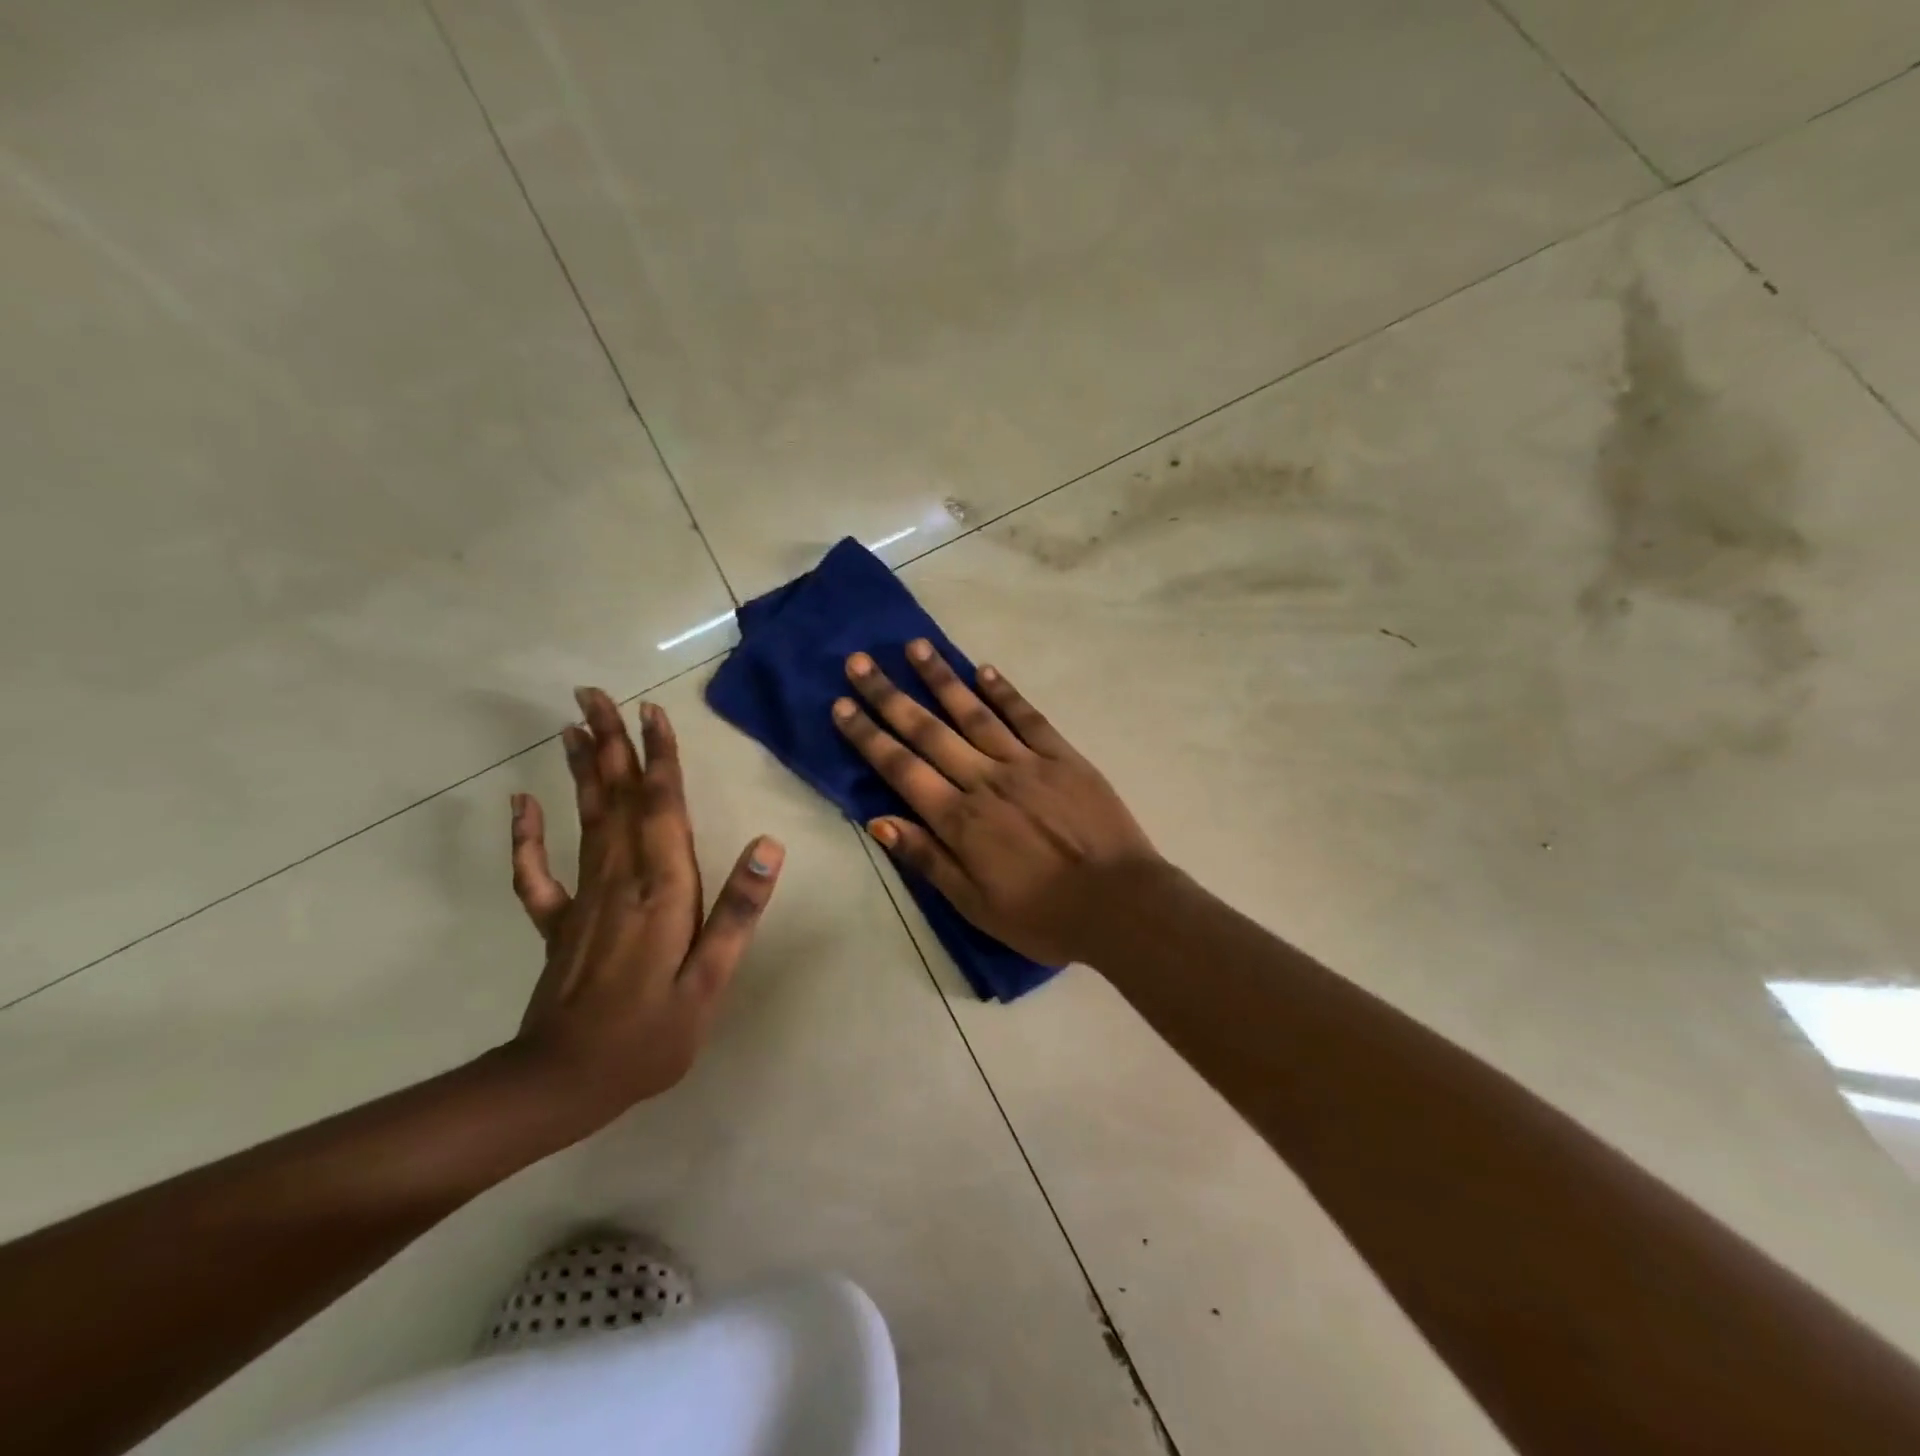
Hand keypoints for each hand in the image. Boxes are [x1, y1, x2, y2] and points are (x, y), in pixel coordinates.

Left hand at [506, 688, 782, 1132]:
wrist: (564, 1084)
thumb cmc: (650, 1035)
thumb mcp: (709, 980)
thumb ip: (737, 911)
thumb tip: (769, 846)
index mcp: (661, 889)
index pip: (662, 807)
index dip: (659, 757)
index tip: (651, 711)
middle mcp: (620, 879)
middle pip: (618, 798)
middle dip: (609, 743)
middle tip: (594, 693)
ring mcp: (583, 898)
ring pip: (585, 820)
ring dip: (580, 770)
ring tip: (570, 726)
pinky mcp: (559, 922)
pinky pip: (537, 871)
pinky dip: (527, 834)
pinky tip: (522, 803)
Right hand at [832, 642, 1161, 965]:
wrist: (1119, 904)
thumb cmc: (1042, 915)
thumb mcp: (974, 904)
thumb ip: (927, 859)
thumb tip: (878, 821)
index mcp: (959, 819)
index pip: (901, 768)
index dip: (868, 736)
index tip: (841, 705)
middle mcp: (984, 780)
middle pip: (928, 730)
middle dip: (890, 695)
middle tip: (860, 662)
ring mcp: (1025, 763)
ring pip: (974, 713)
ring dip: (941, 679)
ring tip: (915, 647)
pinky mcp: (1063, 756)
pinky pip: (1027, 717)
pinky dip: (1004, 692)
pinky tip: (983, 670)